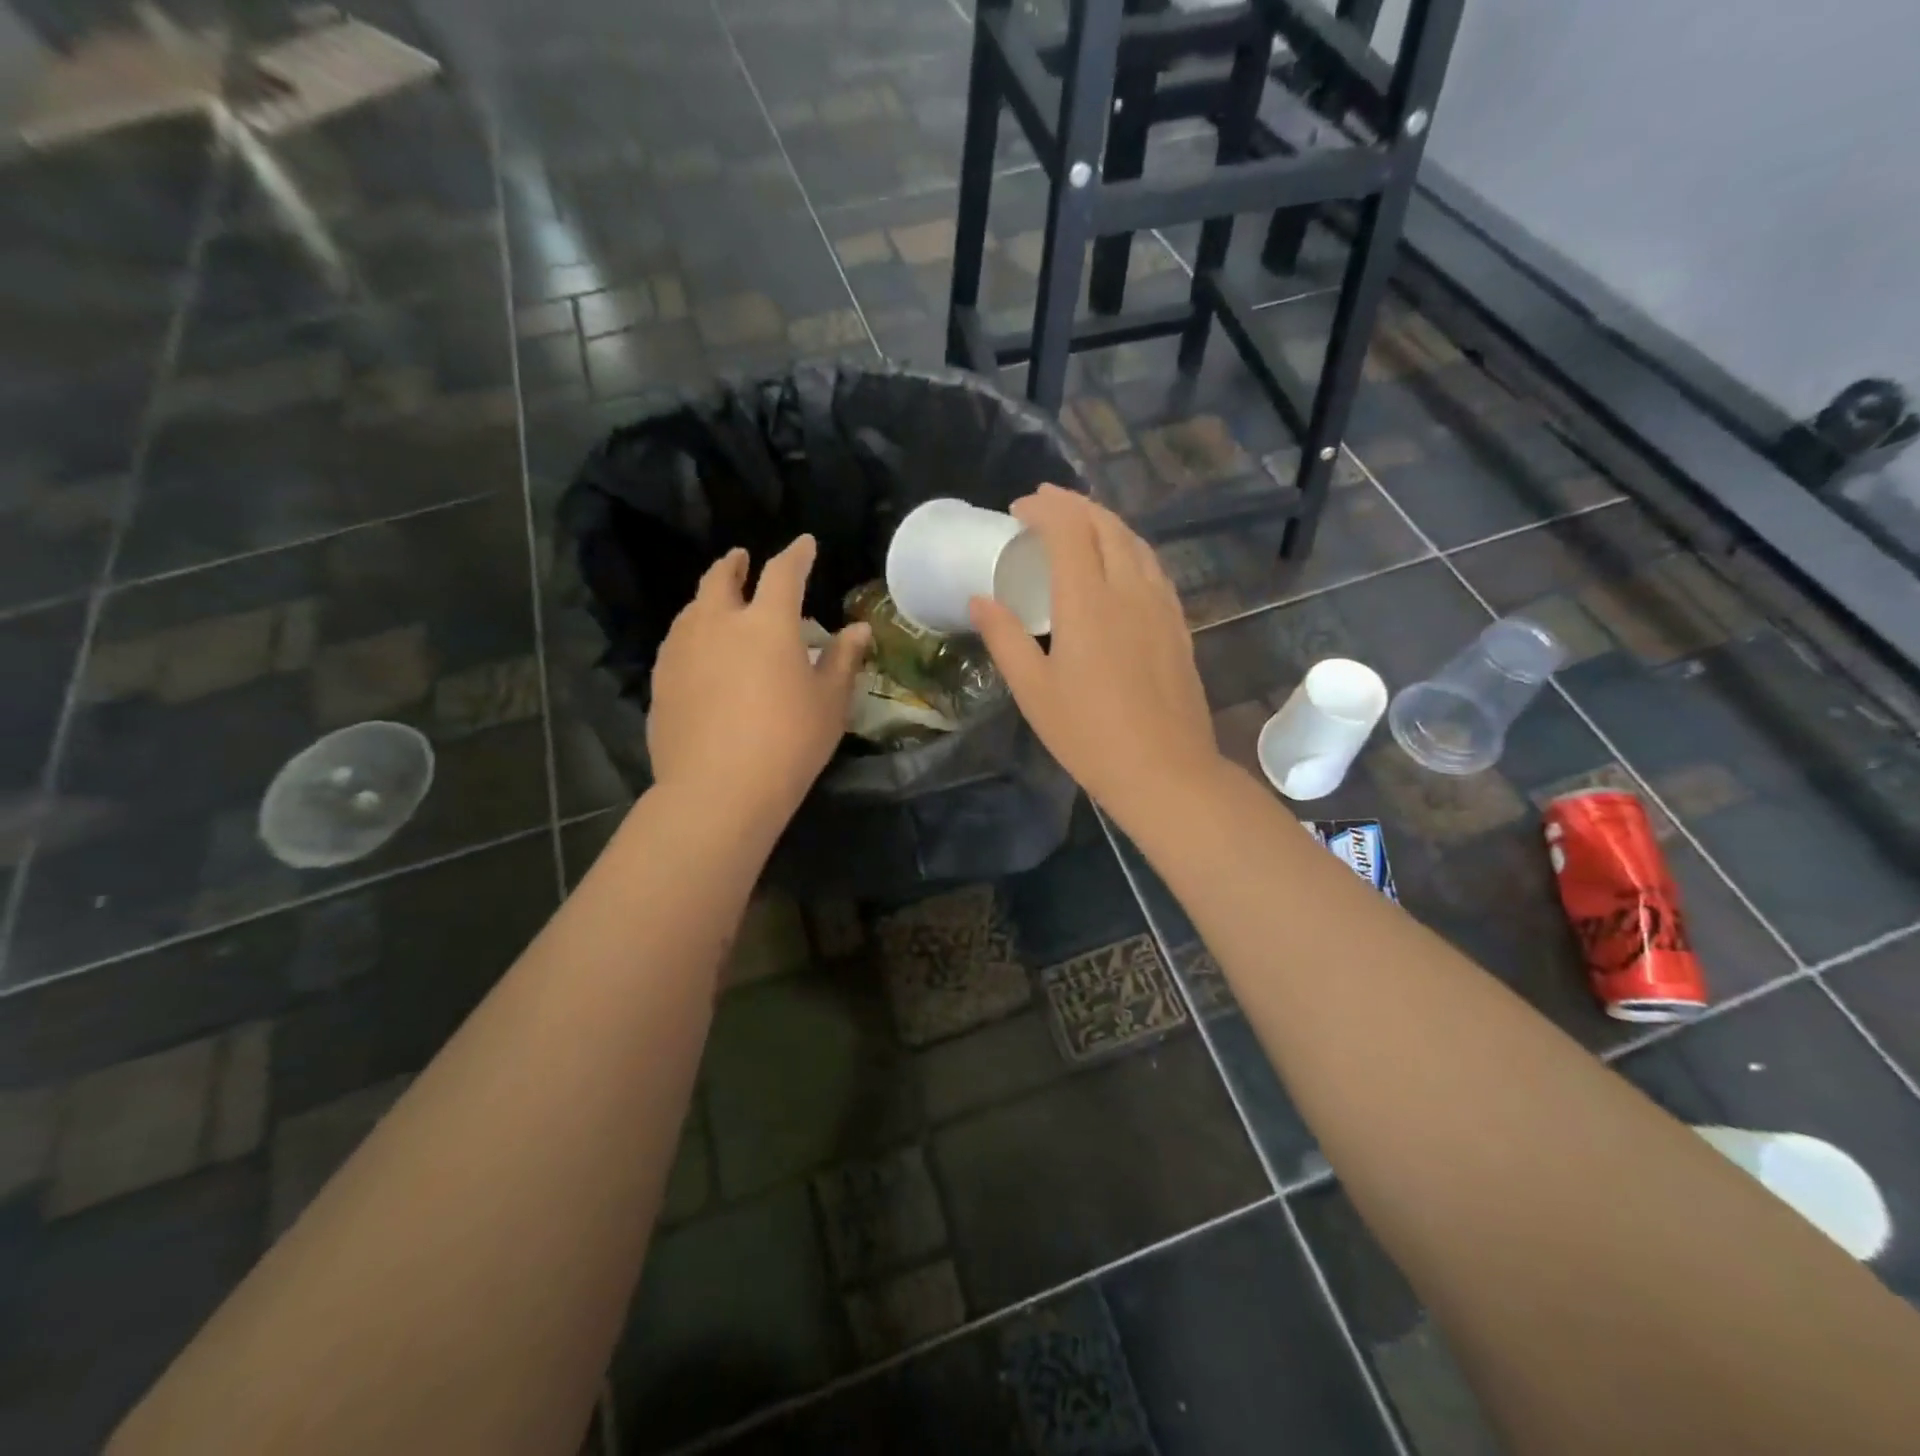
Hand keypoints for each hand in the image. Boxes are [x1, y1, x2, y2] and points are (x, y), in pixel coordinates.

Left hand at [648, 536, 870, 828]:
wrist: (718, 790)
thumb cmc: (789, 742)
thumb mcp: (829, 703)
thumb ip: (843, 660)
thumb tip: (858, 630)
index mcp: (767, 623)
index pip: (784, 573)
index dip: (796, 555)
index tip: (804, 544)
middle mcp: (719, 623)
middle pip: (721, 579)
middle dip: (734, 564)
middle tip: (741, 559)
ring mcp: (682, 650)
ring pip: (693, 608)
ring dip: (709, 598)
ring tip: (718, 604)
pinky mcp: (660, 680)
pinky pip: (677, 642)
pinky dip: (692, 633)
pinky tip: (699, 652)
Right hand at [969, 486, 1222, 822]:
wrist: (1165, 771)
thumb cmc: (1089, 735)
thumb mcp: (1033, 691)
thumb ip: (1005, 638)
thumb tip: (979, 599)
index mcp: (1088, 600)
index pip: (1068, 529)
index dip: (1044, 508)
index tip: (1018, 510)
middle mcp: (1129, 589)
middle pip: (1106, 525)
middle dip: (1073, 505)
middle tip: (1044, 506)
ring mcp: (1161, 606)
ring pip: (1135, 542)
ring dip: (1104, 522)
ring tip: (1079, 526)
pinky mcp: (1178, 625)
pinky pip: (1153, 567)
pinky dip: (1129, 548)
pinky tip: (1120, 565)